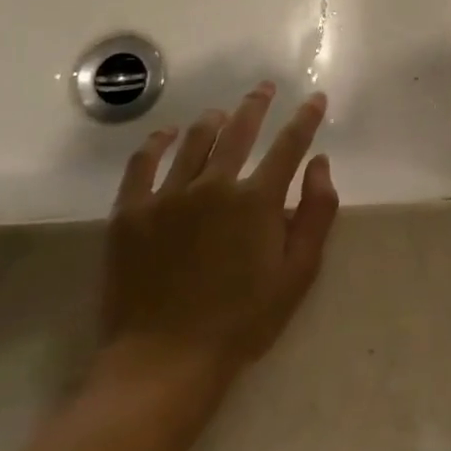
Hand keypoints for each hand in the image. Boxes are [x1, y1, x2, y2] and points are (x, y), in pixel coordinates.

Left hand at [94, 83, 339, 390]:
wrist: (164, 361)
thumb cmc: (241, 321)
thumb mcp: (297, 274)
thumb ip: (316, 213)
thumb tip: (320, 163)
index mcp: (257, 200)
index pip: (289, 145)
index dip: (305, 118)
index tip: (314, 98)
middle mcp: (214, 184)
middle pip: (239, 130)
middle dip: (256, 104)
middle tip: (264, 88)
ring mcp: (168, 195)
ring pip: (194, 140)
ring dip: (213, 120)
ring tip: (221, 113)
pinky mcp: (131, 212)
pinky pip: (142, 163)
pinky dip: (157, 142)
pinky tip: (166, 134)